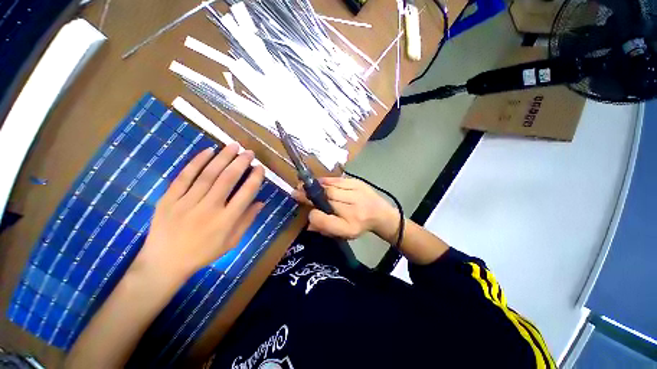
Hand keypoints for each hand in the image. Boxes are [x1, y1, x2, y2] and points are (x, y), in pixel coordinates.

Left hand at [134, 143, 264, 277]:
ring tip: (233, 146)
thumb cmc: (203, 253)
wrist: (164, 262)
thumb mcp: (232, 242)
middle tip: (249, 152)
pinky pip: (184, 177)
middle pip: (227, 179)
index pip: (245, 194)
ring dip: (222, 157)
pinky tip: (208, 151)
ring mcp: (186, 203)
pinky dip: (197, 162)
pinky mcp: (168, 199)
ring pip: (208, 174)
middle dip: (240, 162)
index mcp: (226, 221)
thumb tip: (261, 202)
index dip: (255, 178)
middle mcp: (208, 209)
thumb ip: (247, 220)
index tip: (260, 168)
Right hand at [292, 177, 399, 240]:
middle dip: (309, 195)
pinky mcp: (358, 183)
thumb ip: (326, 228)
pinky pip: (338, 180)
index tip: (305, 211)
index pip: (326, 221)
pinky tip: (318, 182)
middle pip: (327, 199)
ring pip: (331, 188)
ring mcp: (357, 194)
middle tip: (296, 192)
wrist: (381, 214)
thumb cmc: (360, 226)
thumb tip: (308, 222)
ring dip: (316, 186)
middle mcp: (354, 210)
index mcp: (350, 226)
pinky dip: (326, 181)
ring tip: (304, 185)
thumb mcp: (344, 234)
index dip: (313, 215)